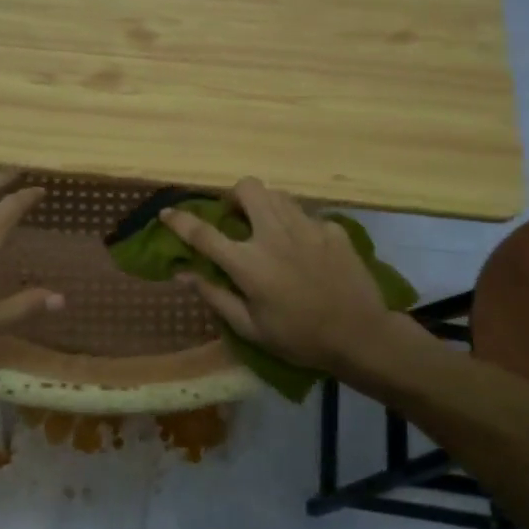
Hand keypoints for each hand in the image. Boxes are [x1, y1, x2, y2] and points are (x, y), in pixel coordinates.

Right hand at [161, 179, 393, 372]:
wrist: (361, 336)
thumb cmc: (299, 338)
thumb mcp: (250, 327)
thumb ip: (215, 296)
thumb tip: (183, 274)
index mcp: (249, 263)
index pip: (203, 233)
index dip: (180, 221)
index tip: (167, 213)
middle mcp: (274, 235)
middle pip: (247, 189)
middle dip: (234, 196)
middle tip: (235, 217)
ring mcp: (307, 227)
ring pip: (277, 194)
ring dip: (264, 206)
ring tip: (267, 229)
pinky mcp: (332, 229)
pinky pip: (306, 215)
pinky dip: (297, 226)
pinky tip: (304, 249)